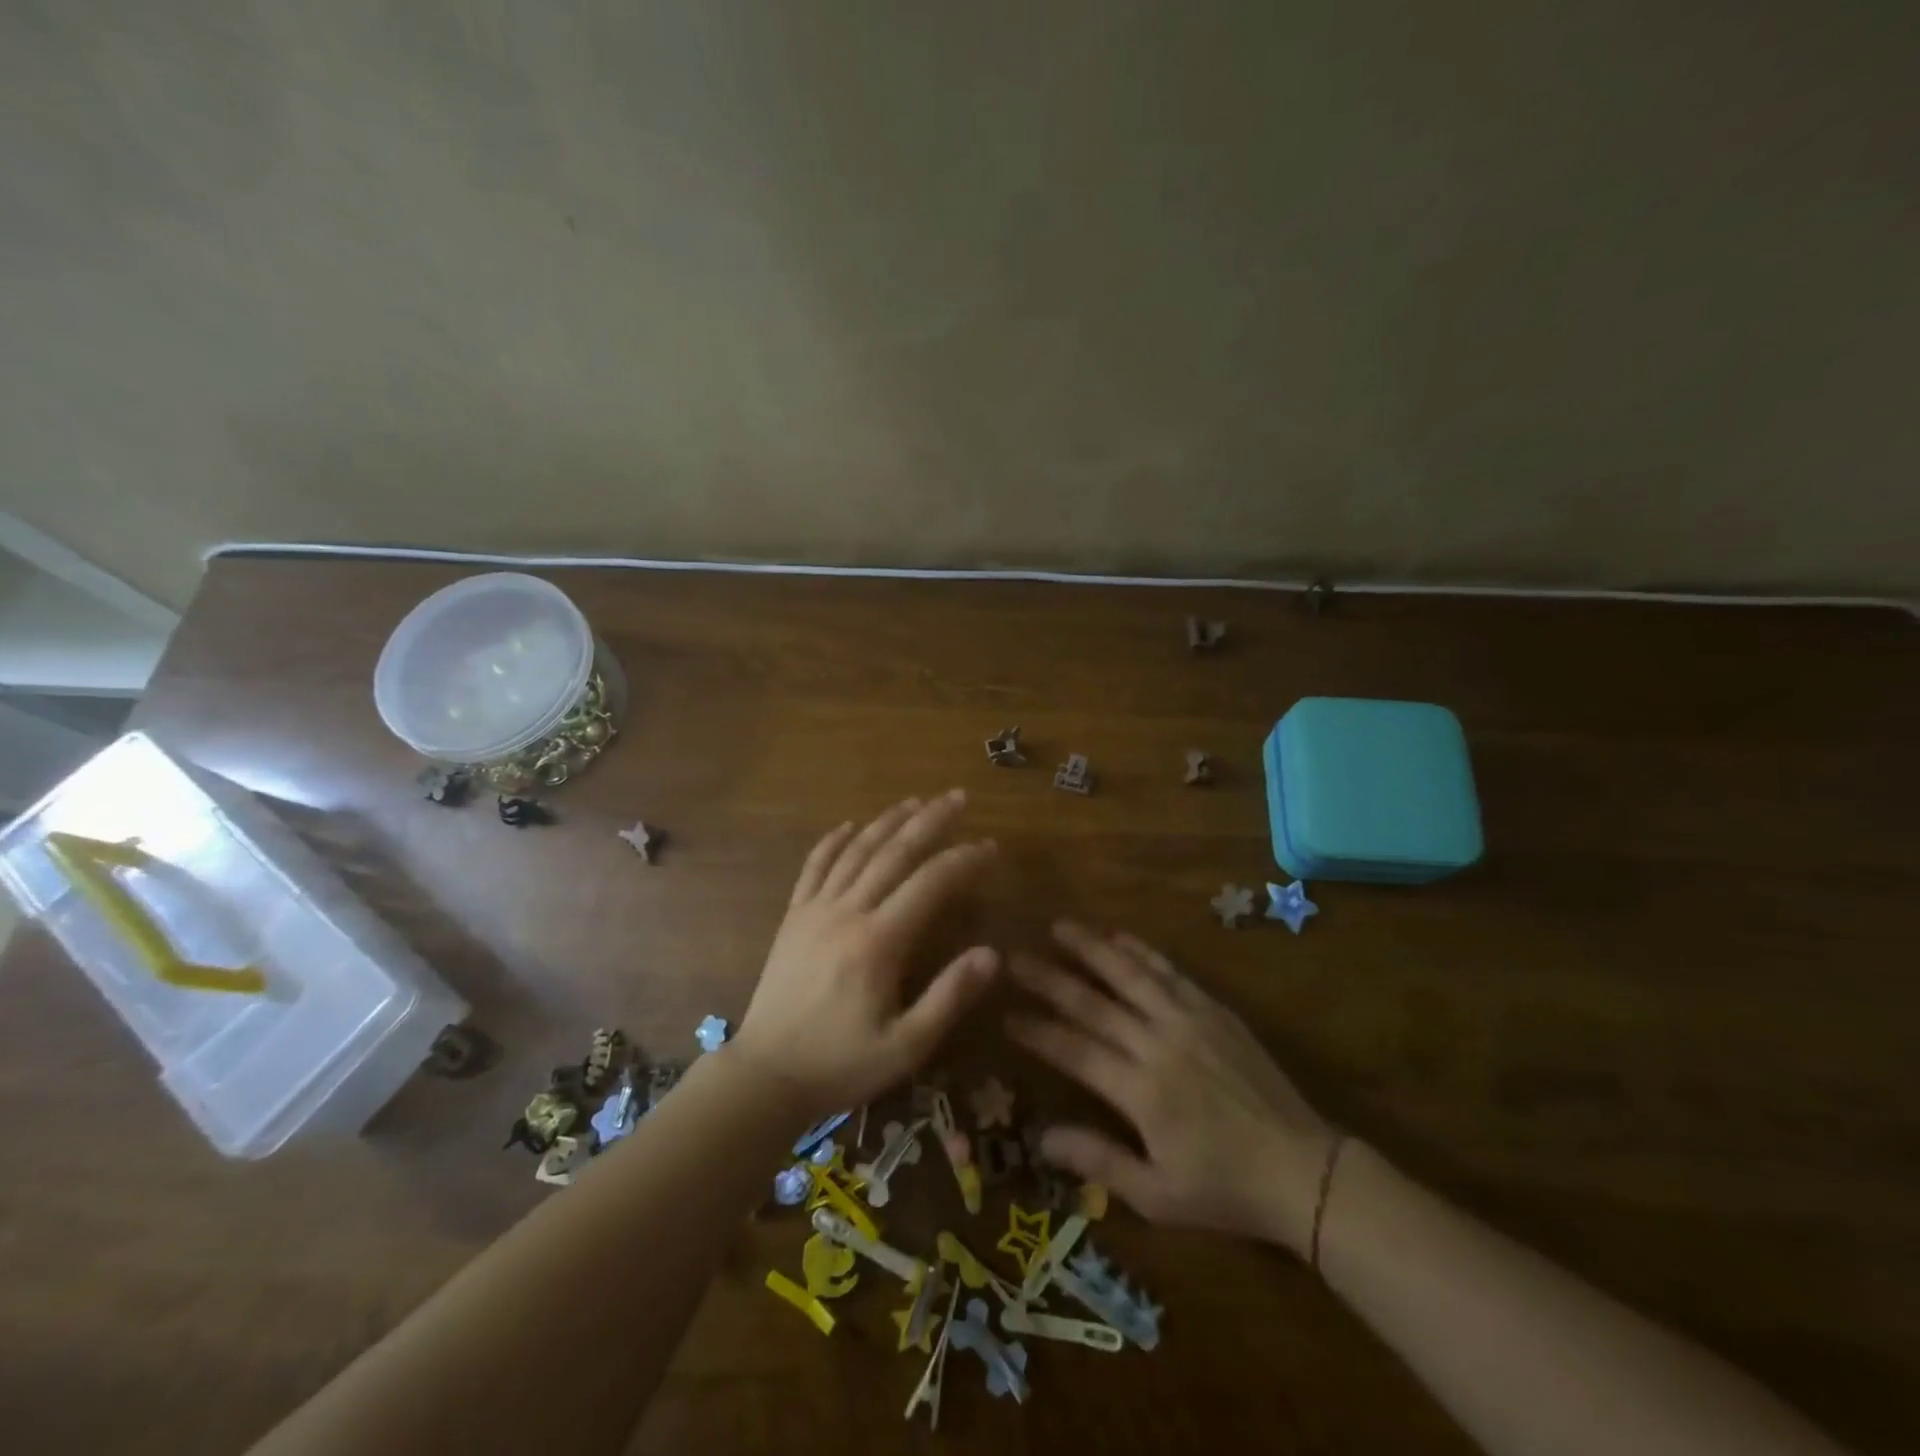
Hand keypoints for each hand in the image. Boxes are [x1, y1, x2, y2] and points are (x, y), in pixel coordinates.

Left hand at [732, 791, 998, 1122]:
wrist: (766, 1075)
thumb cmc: (841, 1064)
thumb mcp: (906, 1046)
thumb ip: (950, 997)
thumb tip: (993, 954)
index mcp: (878, 942)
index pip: (930, 883)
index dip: (964, 860)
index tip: (990, 847)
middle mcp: (847, 912)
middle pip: (894, 852)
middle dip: (930, 821)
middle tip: (958, 797)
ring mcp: (815, 910)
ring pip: (856, 851)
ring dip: (888, 821)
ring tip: (916, 800)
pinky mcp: (793, 917)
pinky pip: (814, 867)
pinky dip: (834, 841)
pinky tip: (850, 825)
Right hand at [1007, 922, 1336, 1255]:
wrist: (1303, 1169)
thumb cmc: (1224, 1189)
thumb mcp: (1158, 1196)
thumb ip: (1098, 1161)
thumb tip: (1041, 1137)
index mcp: (1141, 1092)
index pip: (1075, 1050)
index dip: (1037, 1030)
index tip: (1005, 1013)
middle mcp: (1158, 1044)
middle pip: (1094, 1003)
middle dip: (1049, 978)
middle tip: (1014, 955)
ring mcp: (1188, 1021)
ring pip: (1130, 974)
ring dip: (1092, 948)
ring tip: (1060, 926)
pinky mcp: (1213, 1011)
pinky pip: (1170, 972)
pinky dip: (1141, 952)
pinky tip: (1119, 936)